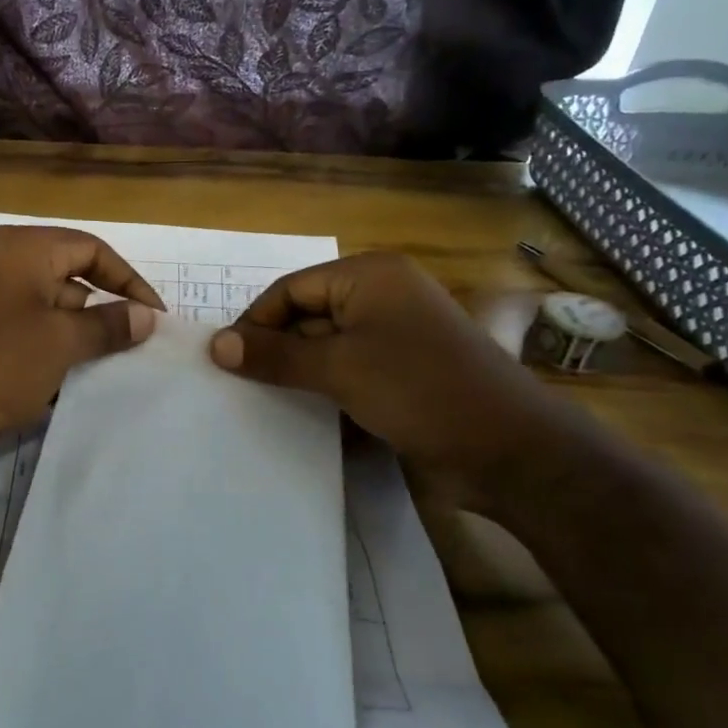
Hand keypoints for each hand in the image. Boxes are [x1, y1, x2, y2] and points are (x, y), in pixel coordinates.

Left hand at [0, 226, 162, 476]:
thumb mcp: (61, 343)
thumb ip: (107, 325)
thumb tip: (146, 317)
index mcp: (23, 247)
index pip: (92, 248)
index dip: (129, 280)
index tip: (154, 317)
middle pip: (67, 274)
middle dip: (101, 309)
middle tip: (131, 345)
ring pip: (43, 304)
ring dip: (74, 332)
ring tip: (101, 367)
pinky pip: (19, 326)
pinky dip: (44, 345)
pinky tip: (59, 379)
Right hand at [208, 253, 586, 511]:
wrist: (512, 451)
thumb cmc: (420, 390)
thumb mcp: (339, 369)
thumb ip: (274, 356)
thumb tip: (215, 346)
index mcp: (369, 276)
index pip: (291, 290)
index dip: (255, 323)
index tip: (225, 362)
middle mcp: (382, 297)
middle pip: (307, 316)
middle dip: (276, 350)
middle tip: (239, 385)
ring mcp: (395, 336)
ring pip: (327, 348)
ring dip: (298, 374)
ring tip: (262, 402)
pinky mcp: (403, 373)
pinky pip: (349, 371)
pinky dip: (326, 389)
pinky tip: (302, 415)